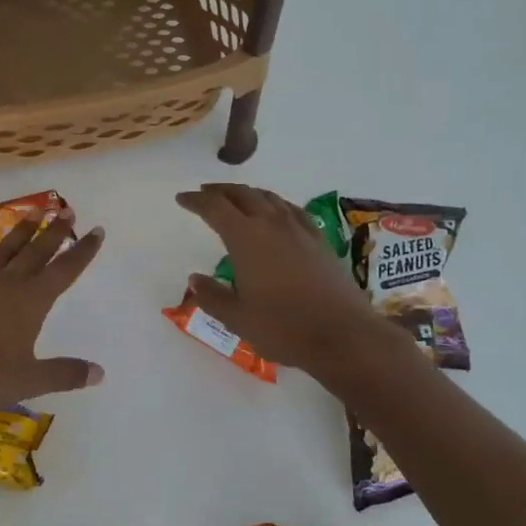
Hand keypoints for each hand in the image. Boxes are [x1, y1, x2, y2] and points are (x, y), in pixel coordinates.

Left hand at [0, 213, 104, 410]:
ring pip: (4, 251)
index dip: (83, 251)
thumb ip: (64, 374)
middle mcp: (7, 284)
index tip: (97, 230)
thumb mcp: (29, 380)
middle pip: (36, 252)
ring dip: (20, 232)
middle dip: (54, 232)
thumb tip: (99, 374)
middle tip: (66, 210)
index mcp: (32, 301)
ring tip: (32, 212)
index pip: (65, 270)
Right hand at [176, 183, 394, 377]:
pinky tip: (277, 212)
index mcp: (246, 239)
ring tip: (236, 198)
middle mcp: (272, 225)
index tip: (182, 198)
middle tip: (205, 192)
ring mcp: (299, 230)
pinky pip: (293, 210)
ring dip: (248, 193)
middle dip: (220, 191)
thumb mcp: (237, 319)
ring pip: (269, 198)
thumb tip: (195, 278)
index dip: (196, 201)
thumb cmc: (284, 328)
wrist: (343, 334)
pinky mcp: (320, 240)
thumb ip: (212, 296)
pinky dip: (276, 204)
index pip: (215, 209)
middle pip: (242, 195)